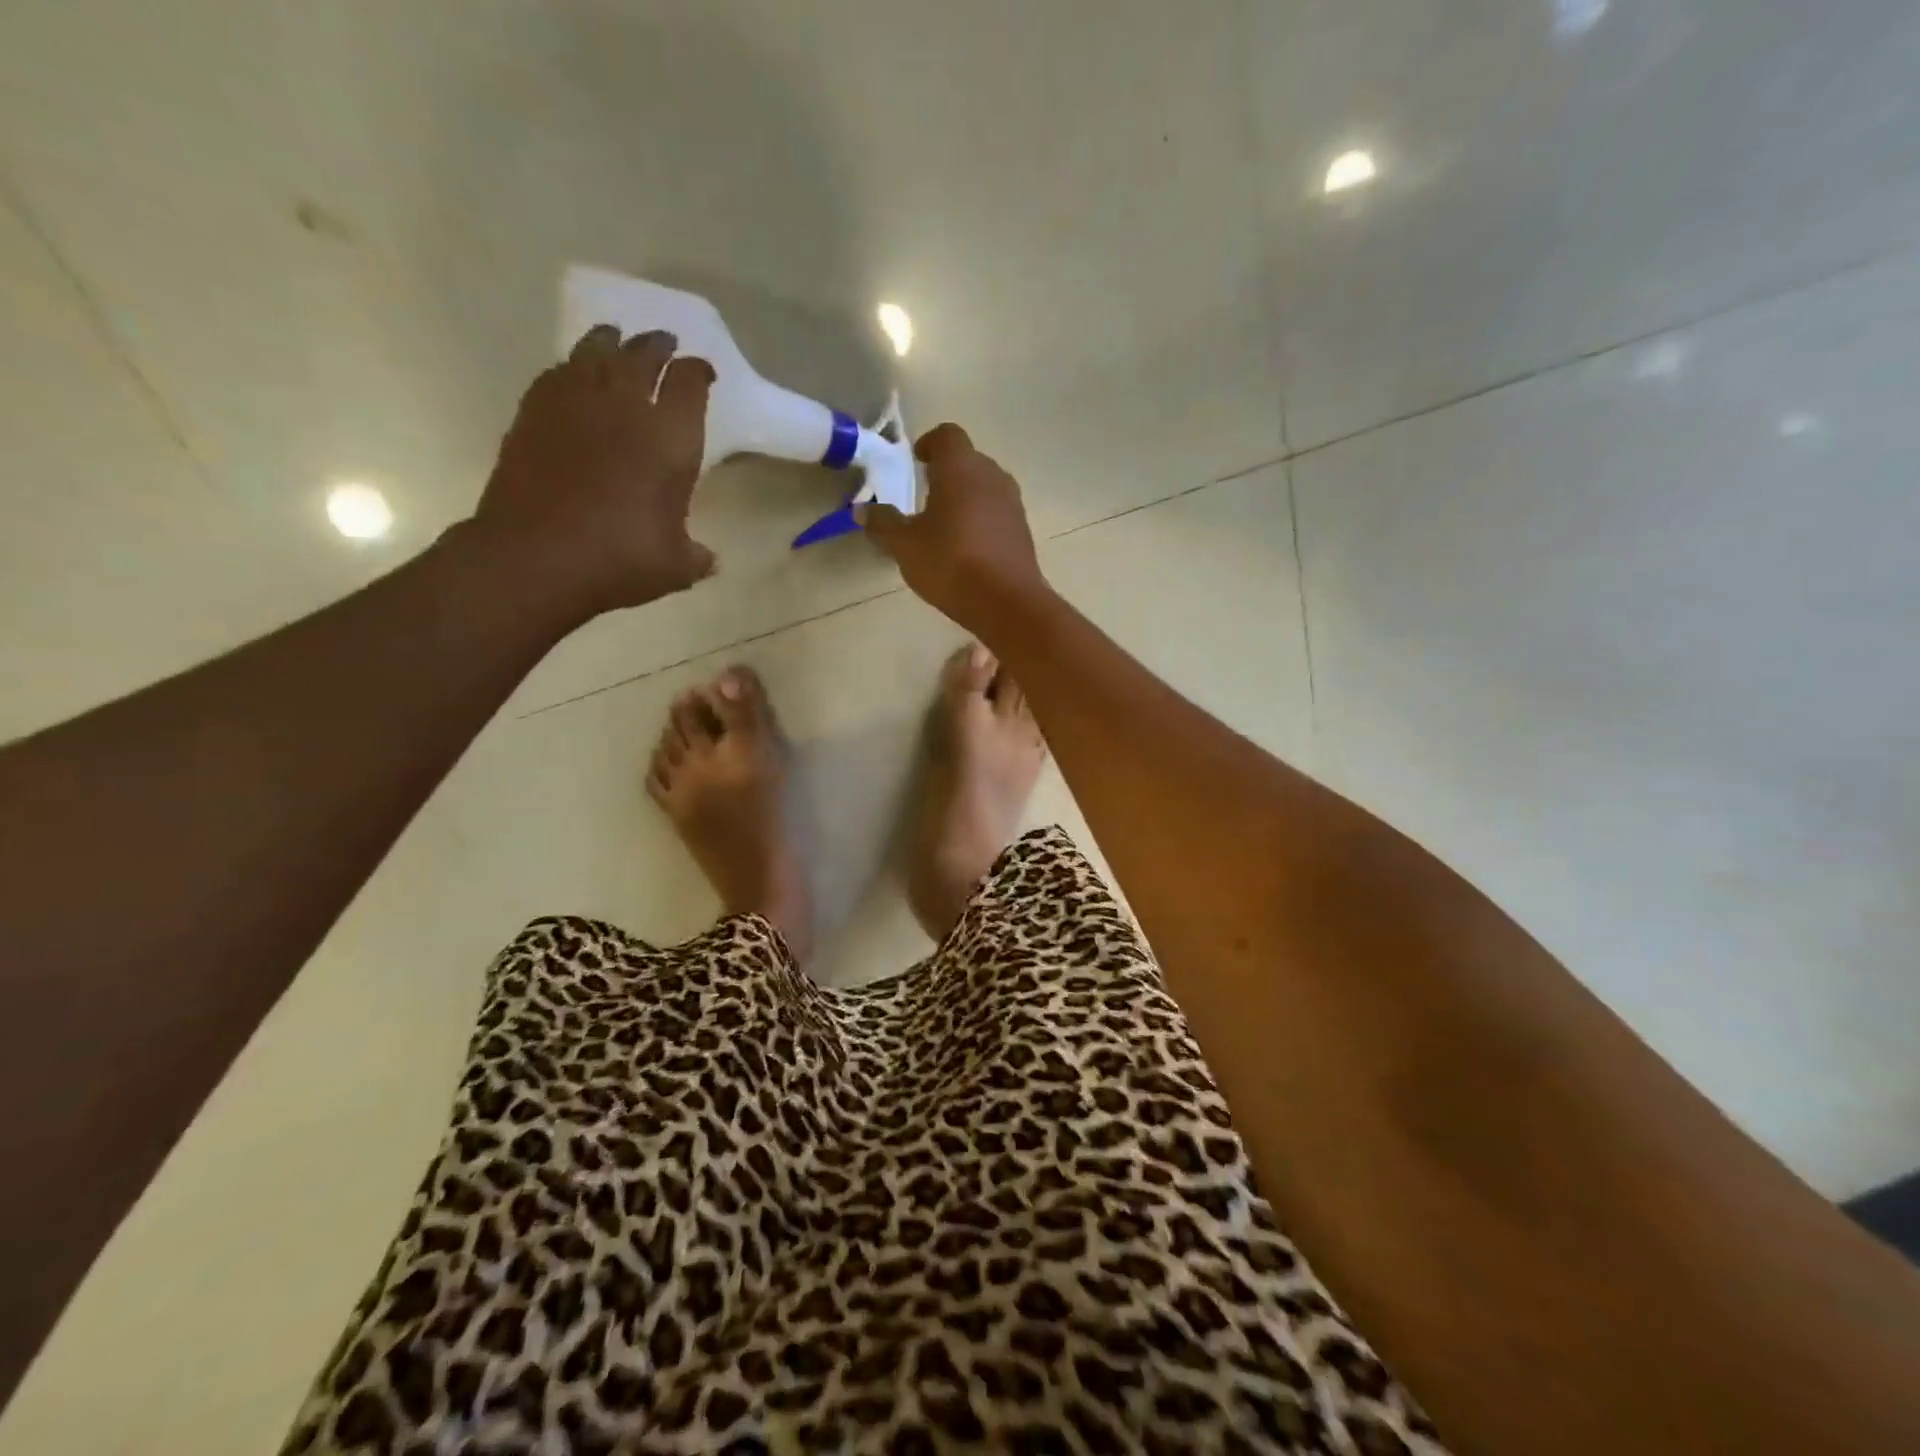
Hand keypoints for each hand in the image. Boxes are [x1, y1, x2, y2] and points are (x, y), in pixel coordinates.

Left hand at [471, 324, 716, 618]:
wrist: (536, 557)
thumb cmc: (619, 560)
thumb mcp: (675, 568)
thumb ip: (696, 557)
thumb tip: (709, 560)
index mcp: (671, 441)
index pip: (690, 386)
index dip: (698, 373)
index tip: (703, 371)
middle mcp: (626, 409)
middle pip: (643, 357)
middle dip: (657, 346)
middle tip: (664, 341)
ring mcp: (574, 405)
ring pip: (595, 353)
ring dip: (611, 343)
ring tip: (616, 339)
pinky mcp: (533, 413)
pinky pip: (557, 373)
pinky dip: (571, 367)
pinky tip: (572, 372)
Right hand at [857, 423, 1047, 627]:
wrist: (1007, 602)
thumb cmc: (950, 562)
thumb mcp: (905, 545)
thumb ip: (883, 523)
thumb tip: (862, 509)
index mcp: (961, 467)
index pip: (947, 435)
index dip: (930, 444)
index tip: (916, 462)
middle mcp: (991, 475)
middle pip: (968, 460)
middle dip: (947, 472)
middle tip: (925, 496)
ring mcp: (1012, 503)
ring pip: (985, 486)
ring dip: (966, 497)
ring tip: (945, 524)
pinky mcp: (1023, 530)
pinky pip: (997, 512)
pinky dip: (982, 519)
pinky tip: (968, 547)